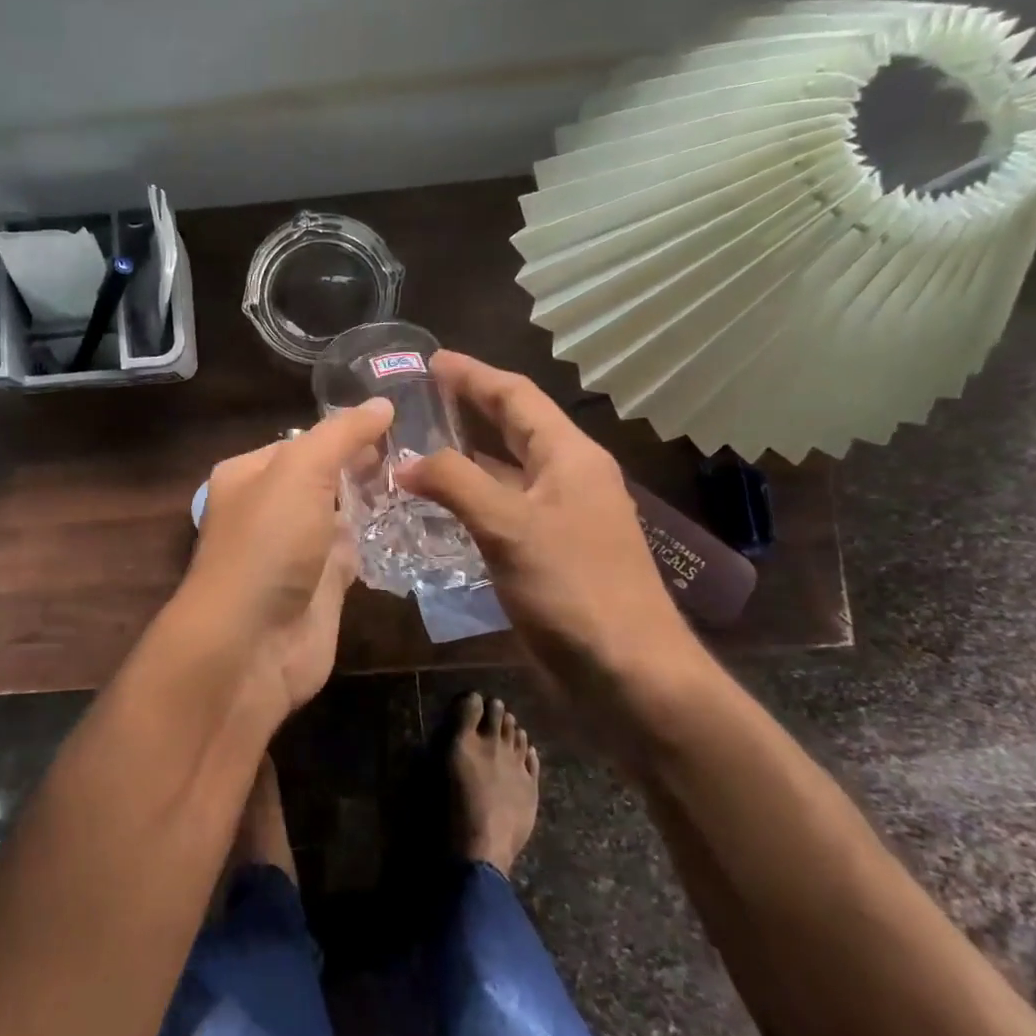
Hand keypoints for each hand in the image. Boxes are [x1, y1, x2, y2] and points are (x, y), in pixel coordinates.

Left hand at [173, 399, 393, 715]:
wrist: (251, 644)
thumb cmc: (268, 544)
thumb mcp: (300, 471)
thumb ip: (341, 435)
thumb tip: (381, 404)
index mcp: (250, 474)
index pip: (303, 441)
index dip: (345, 432)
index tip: (398, 423)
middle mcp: (269, 509)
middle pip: (323, 478)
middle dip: (364, 466)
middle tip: (422, 450)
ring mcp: (296, 552)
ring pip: (341, 517)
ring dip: (375, 503)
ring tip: (428, 479)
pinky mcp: (321, 589)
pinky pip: (353, 555)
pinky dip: (377, 543)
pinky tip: (414, 526)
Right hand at [398, 352, 697, 691]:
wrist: (629, 673)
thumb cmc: (574, 588)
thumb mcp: (509, 526)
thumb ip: (455, 484)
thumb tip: (406, 462)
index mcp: (569, 456)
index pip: (517, 396)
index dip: (473, 375)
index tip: (430, 361)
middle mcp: (567, 477)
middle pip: (513, 427)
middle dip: (469, 407)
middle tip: (419, 396)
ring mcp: (560, 517)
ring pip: (505, 471)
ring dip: (465, 456)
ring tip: (415, 446)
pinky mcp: (549, 552)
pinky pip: (502, 509)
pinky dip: (470, 499)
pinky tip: (437, 507)